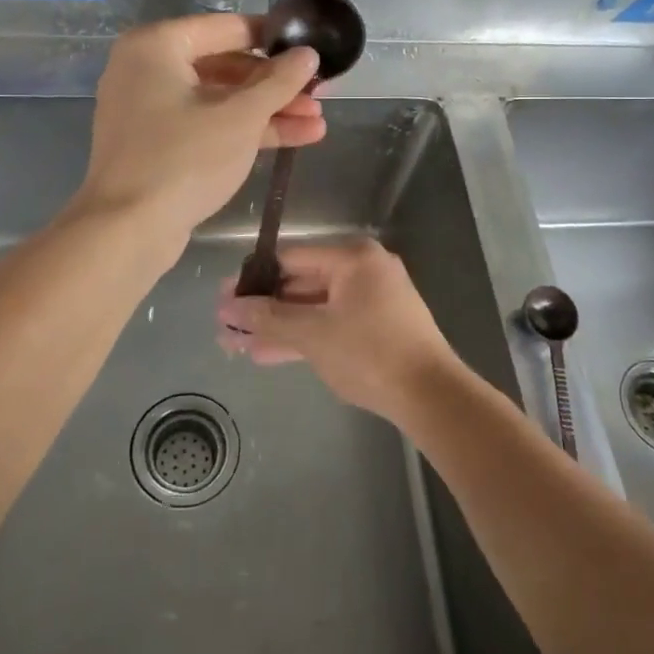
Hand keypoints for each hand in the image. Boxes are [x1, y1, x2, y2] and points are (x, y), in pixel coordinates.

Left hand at [72, 13, 323, 250]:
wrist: (128, 231)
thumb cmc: (184, 159)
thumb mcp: (241, 117)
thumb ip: (279, 81)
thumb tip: (309, 54)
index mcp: (157, 46)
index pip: (227, 27)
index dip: (274, 38)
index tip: (312, 47)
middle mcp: (147, 69)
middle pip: (225, 65)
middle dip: (276, 84)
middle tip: (320, 92)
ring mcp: (150, 109)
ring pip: (220, 99)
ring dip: (268, 110)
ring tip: (318, 120)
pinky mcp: (158, 143)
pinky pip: (207, 124)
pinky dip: (244, 130)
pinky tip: (297, 138)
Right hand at [215, 239, 461, 419]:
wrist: (430, 395)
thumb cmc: (370, 353)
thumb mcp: (313, 334)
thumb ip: (269, 318)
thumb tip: (227, 308)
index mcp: (353, 258)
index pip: (291, 258)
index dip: (254, 279)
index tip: (223, 298)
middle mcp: (363, 270)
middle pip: (300, 283)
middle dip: (262, 308)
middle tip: (225, 324)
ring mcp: (371, 300)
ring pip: (313, 308)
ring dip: (277, 326)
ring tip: (236, 344)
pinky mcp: (374, 327)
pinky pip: (329, 324)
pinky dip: (302, 337)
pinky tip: (266, 354)